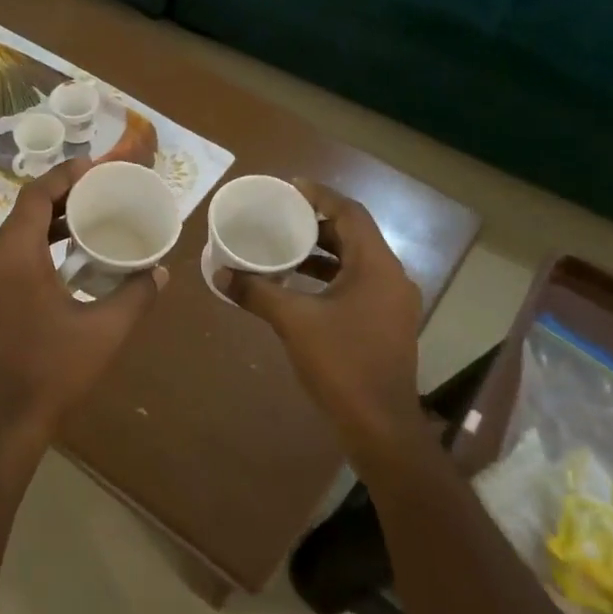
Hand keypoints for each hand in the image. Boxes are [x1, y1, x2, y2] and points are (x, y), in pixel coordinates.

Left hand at [0, 159, 166, 458]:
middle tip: (99, 191)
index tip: (94, 166)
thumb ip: (136, 295)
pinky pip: (10, 257)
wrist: (3, 421)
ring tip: (89, 219)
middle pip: (24, 211)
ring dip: (49, 223)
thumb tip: (159, 271)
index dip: (64, 175)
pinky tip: (68, 261)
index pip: (35, 196)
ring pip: (16, 235)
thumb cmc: (53, 371)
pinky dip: (38, 247)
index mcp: (16, 256)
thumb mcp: (105, 331)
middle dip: (61, 196)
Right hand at [216, 180, 422, 459]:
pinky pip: (357, 284)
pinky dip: (329, 277)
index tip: (289, 188)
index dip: (320, 196)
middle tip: (281, 217)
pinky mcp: (386, 323)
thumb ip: (257, 292)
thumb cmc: (341, 364)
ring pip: (356, 262)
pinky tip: (299, 287)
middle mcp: (391, 277)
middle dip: (317, 224)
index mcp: (377, 266)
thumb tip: (220, 273)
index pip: (351, 213)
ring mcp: (392, 303)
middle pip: (354, 235)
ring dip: (322, 252)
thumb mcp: (294, 322)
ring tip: (284, 248)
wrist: (380, 425)